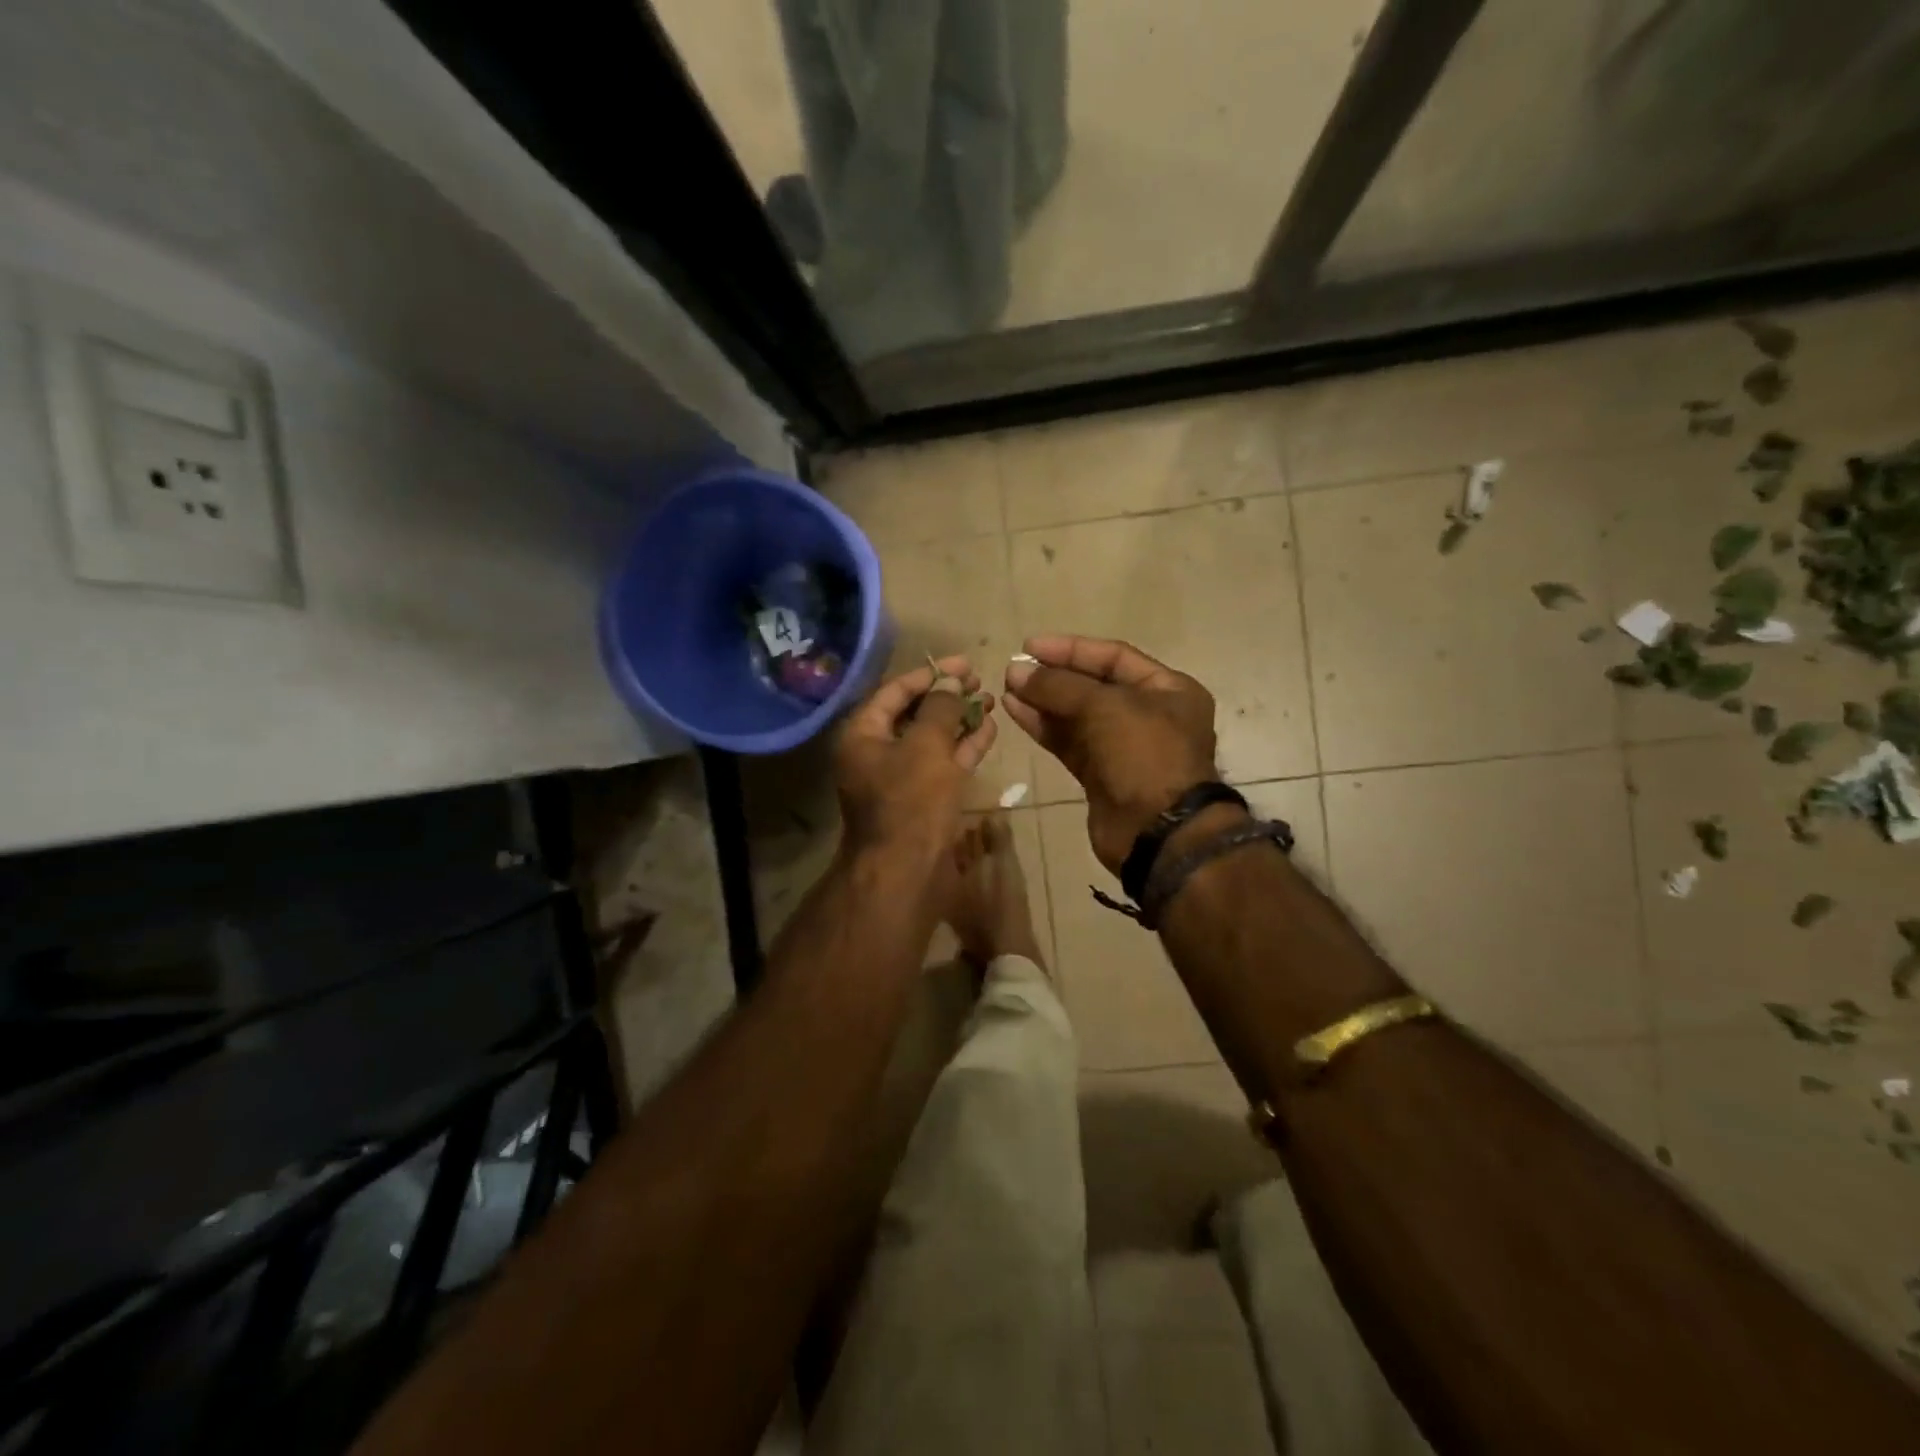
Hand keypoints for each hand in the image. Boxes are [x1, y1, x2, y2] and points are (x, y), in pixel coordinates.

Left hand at [835, 655, 996, 866]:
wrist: (906, 871)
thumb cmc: (911, 800)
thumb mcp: (926, 745)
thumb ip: (941, 707)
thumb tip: (952, 680)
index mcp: (863, 735)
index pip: (895, 691)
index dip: (930, 674)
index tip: (964, 663)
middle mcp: (877, 753)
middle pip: (914, 714)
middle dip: (948, 697)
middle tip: (979, 681)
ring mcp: (900, 778)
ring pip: (932, 740)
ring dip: (959, 720)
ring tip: (990, 700)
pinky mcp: (922, 799)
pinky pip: (943, 764)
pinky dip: (964, 747)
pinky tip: (989, 729)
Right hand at [1003, 635, 1217, 873]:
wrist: (1159, 834)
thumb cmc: (1144, 755)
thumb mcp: (1105, 708)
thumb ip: (1059, 686)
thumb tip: (1016, 673)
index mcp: (1168, 689)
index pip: (1113, 657)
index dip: (1071, 649)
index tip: (1030, 646)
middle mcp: (1148, 714)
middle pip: (1093, 686)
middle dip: (1053, 677)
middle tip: (1013, 670)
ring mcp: (1124, 748)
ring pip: (1077, 716)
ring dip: (1043, 701)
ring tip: (1007, 688)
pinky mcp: (1101, 776)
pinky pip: (1069, 742)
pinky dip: (1044, 727)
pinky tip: (1016, 712)